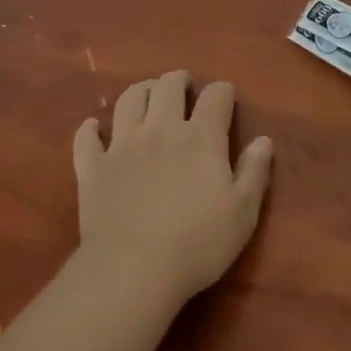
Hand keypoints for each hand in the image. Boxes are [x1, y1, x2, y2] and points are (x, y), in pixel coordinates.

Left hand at [73, 70, 273, 307]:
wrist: (133, 270)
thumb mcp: (242, 213)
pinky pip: (87, 139)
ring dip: (140, 91)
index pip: (215, 96)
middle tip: (183, 86)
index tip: (225, 98)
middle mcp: (161, 128)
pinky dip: (90, 129)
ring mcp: (123, 145)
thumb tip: (264, 140)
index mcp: (201, 136)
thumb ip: (254, 172)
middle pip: (169, 86)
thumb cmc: (197, 244)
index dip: (222, 92)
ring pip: (129, 100)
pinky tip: (93, 128)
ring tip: (148, 95)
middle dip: (178, 80)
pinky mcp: (94, 167)